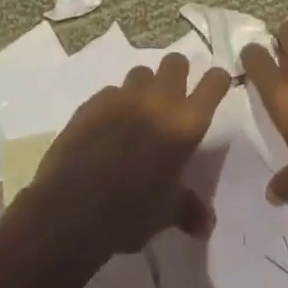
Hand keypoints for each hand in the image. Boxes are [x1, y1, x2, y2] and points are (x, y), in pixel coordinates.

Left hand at [24, 53, 231, 264]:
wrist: (71, 210)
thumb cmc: (129, 213)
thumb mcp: (165, 214)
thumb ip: (188, 209)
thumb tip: (206, 225)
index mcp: (185, 124)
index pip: (213, 84)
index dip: (217, 81)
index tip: (216, 85)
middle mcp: (158, 101)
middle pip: (175, 62)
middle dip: (178, 73)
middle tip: (173, 96)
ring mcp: (123, 97)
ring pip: (141, 73)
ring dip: (144, 88)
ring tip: (138, 113)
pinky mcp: (93, 103)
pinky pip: (110, 92)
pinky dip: (114, 105)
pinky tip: (106, 128)